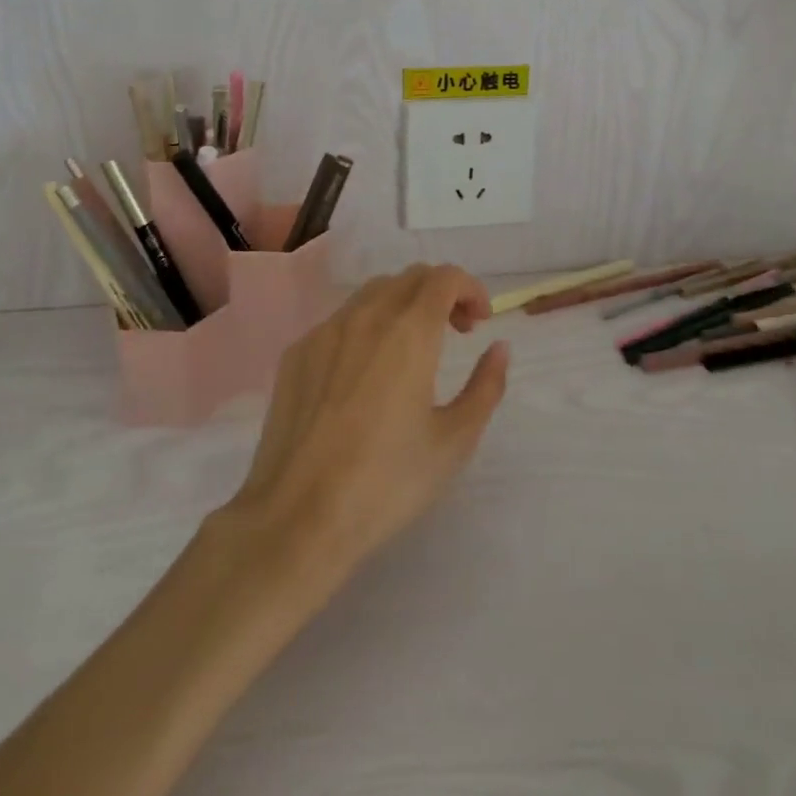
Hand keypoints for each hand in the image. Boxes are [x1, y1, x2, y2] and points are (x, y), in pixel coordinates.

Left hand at [221, 264, 509, 582]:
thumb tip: (499, 348)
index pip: (445, 277)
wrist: (297, 518)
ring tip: (413, 348)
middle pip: (410, 278)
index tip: (480, 323)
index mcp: (409, 332)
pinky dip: (368, 325)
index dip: (470, 289)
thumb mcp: (454, 441)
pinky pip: (341, 320)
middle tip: (456, 332)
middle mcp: (366, 317)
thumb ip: (486, 386)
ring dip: (404, 304)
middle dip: (441, 293)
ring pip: (373, 293)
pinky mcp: (296, 352)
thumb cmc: (387, 482)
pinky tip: (367, 371)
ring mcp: (325, 331)